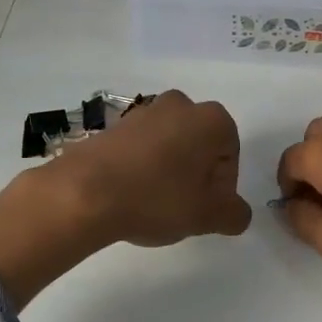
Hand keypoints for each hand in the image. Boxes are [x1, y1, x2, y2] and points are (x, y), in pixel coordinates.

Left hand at [0, 91, 248, 308]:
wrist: (85, 191)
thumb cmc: (157, 198)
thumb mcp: (207, 216)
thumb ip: (234, 215)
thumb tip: (237, 214)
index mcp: (211, 119)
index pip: (230, 157)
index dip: (222, 188)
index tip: (204, 209)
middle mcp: (181, 105)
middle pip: (201, 147)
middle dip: (196, 176)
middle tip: (182, 208)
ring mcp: (144, 111)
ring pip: (171, 146)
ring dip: (169, 172)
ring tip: (153, 204)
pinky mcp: (114, 124)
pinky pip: (141, 148)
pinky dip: (143, 168)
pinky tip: (131, 195)